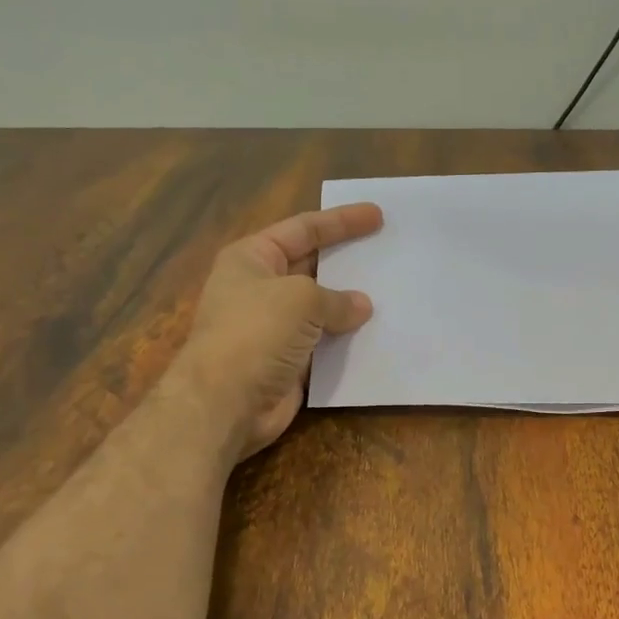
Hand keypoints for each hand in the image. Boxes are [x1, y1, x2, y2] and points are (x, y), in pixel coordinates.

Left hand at [172, 203, 381, 460]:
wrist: (226, 403)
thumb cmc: (256, 333)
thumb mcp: (301, 299)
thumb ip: (336, 298)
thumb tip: (362, 306)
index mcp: (253, 259)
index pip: (303, 229)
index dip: (341, 221)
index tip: (377, 216)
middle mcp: (261, 289)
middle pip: (313, 266)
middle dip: (348, 261)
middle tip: (389, 253)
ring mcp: (274, 328)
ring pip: (322, 309)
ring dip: (352, 305)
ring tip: (393, 294)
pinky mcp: (287, 362)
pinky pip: (325, 344)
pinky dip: (348, 341)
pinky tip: (379, 335)